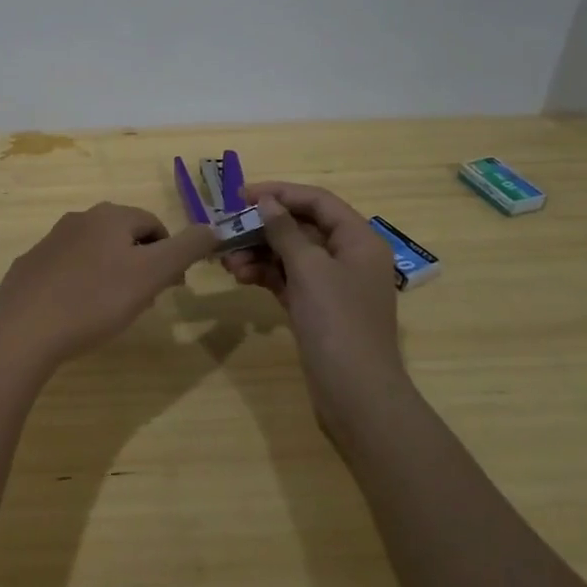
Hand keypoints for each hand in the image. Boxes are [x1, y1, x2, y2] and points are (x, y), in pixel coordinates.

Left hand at [0, 202, 220, 368]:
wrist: (23, 330)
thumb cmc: (95, 300)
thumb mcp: (152, 274)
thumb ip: (186, 248)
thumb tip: (212, 228)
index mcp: (110, 216)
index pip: (154, 225)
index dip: (170, 255)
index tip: (170, 288)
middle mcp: (79, 219)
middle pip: (124, 237)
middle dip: (141, 265)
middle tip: (144, 302)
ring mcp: (50, 242)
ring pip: (96, 253)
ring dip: (112, 275)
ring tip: (112, 311)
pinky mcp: (30, 267)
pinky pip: (67, 271)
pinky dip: (81, 285)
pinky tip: (78, 313)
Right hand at [225, 181, 406, 412]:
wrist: (355, 393)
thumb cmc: (337, 322)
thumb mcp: (309, 269)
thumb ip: (285, 231)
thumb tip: (267, 202)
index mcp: (359, 240)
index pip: (318, 202)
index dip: (280, 193)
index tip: (240, 195)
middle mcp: (349, 257)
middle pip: (302, 227)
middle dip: (263, 228)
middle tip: (227, 231)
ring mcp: (333, 285)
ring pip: (291, 255)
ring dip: (259, 253)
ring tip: (228, 263)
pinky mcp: (318, 309)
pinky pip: (288, 280)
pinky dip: (266, 275)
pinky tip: (241, 277)